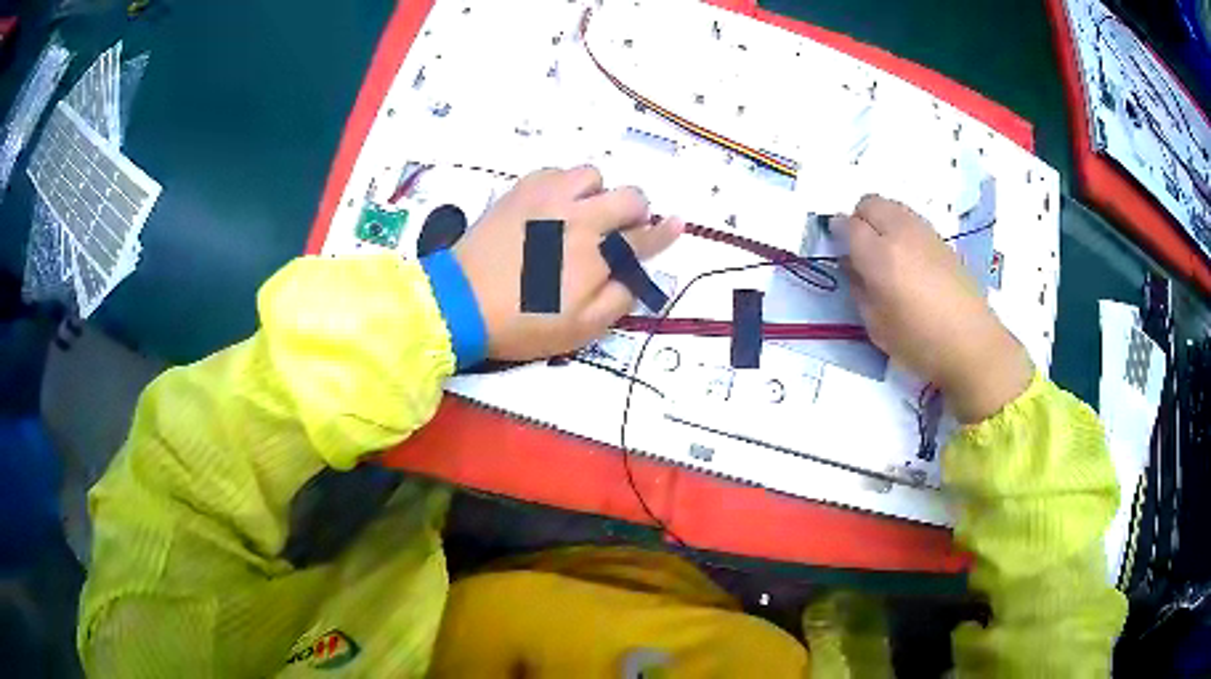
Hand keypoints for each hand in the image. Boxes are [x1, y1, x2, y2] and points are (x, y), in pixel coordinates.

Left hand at [454, 166, 681, 360]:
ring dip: (597, 194)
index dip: (664, 233)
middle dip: (634, 213)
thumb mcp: (580, 330)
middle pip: (629, 196)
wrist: (460, 303)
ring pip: (592, 175)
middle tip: (619, 231)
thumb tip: (637, 274)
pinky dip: (563, 186)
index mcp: (597, 254)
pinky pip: (556, 172)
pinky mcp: (521, 190)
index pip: (644, 238)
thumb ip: (619, 299)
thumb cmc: (522, 323)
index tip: (677, 224)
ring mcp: (548, 197)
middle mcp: (578, 216)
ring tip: (580, 215)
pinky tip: (551, 208)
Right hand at [841, 196, 1032, 422]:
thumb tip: (854, 266)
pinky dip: (901, 228)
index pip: (848, 225)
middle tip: (861, 248)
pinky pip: (911, 219)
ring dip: (881, 220)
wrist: (972, 344)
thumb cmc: (920, 342)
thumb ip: (859, 288)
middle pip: (870, 202)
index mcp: (880, 256)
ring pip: (892, 206)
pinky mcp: (942, 240)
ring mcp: (925, 232)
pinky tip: (909, 259)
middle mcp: (901, 233)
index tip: (838, 248)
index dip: (838, 233)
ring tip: (886, 252)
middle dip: (859, 218)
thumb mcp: (876, 325)